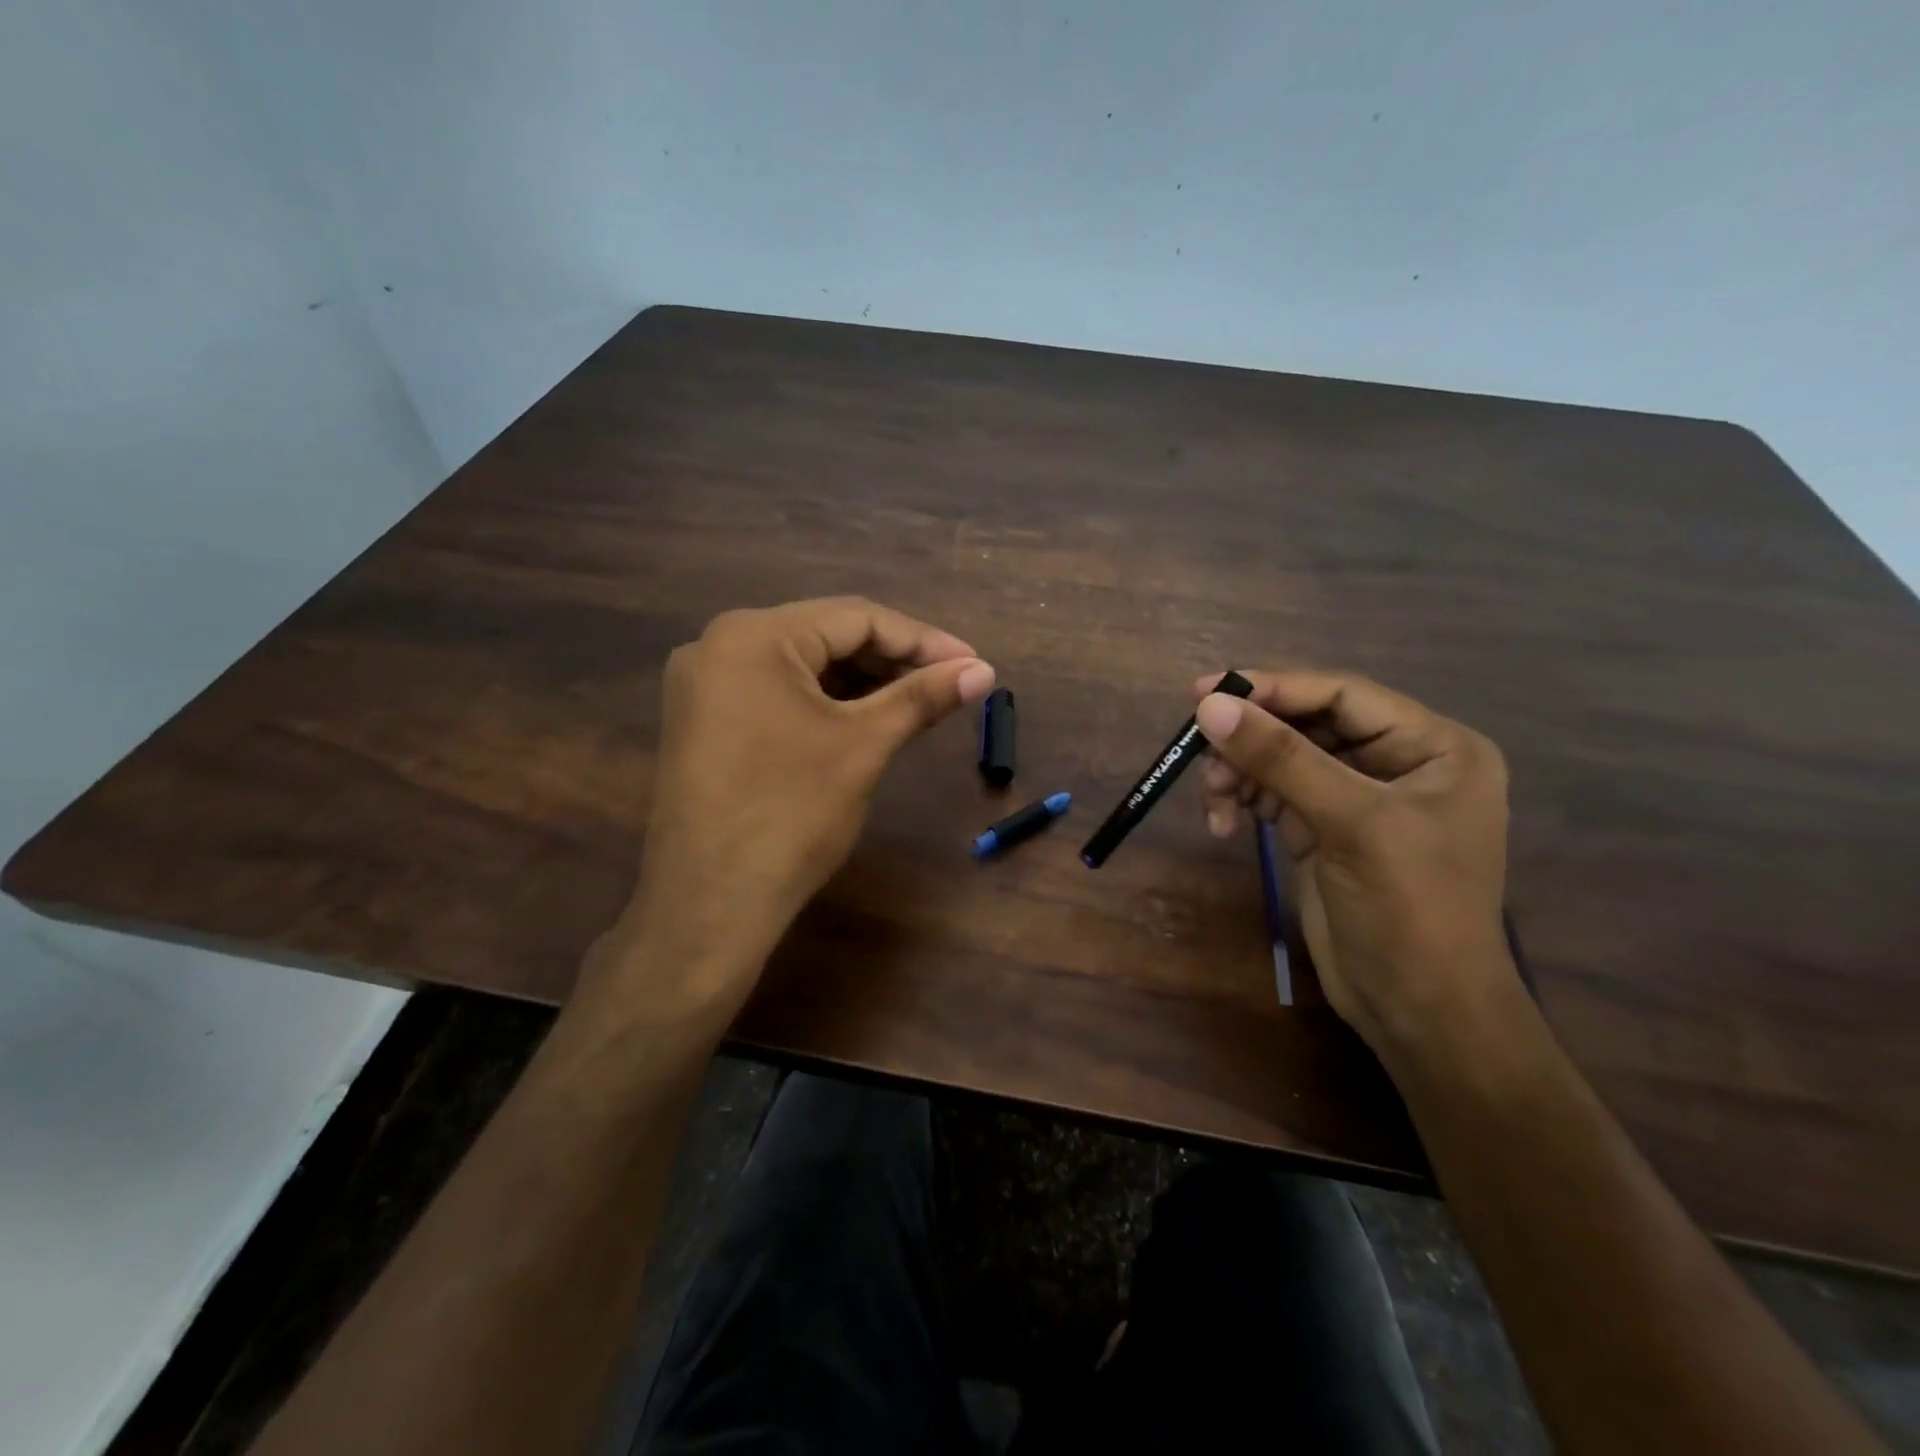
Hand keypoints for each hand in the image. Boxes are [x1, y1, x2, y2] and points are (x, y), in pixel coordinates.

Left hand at [600, 598, 994, 1011]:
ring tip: (918, 702)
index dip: (922, 640)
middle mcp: (718, 645)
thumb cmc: (791, 815)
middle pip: (826, 636)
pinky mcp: (704, 721)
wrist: (710, 906)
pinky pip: (777, 693)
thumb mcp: (864, 746)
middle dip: (893, 660)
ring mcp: (704, 685)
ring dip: (862, 681)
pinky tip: (866, 718)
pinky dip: (825, 702)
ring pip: (802, 666)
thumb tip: (984, 670)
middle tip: (950, 684)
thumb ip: (922, 697)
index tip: (973, 663)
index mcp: (754, 636)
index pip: (855, 617)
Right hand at [1192, 670, 1515, 1055]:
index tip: (1205, 691)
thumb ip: (1281, 759)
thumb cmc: (1409, 908)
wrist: (1419, 1011)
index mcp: (1433, 747)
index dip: (1274, 689)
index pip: (1342, 696)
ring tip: (1214, 800)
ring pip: (1282, 760)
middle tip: (1198, 749)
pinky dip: (1243, 802)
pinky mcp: (1323, 830)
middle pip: (1307, 725)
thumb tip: (1210, 705)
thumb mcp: (1350, 823)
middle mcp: (1397, 763)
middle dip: (1252, 740)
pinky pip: (1272, 795)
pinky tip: (1223, 824)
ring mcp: (1356, 799)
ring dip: (1241, 773)